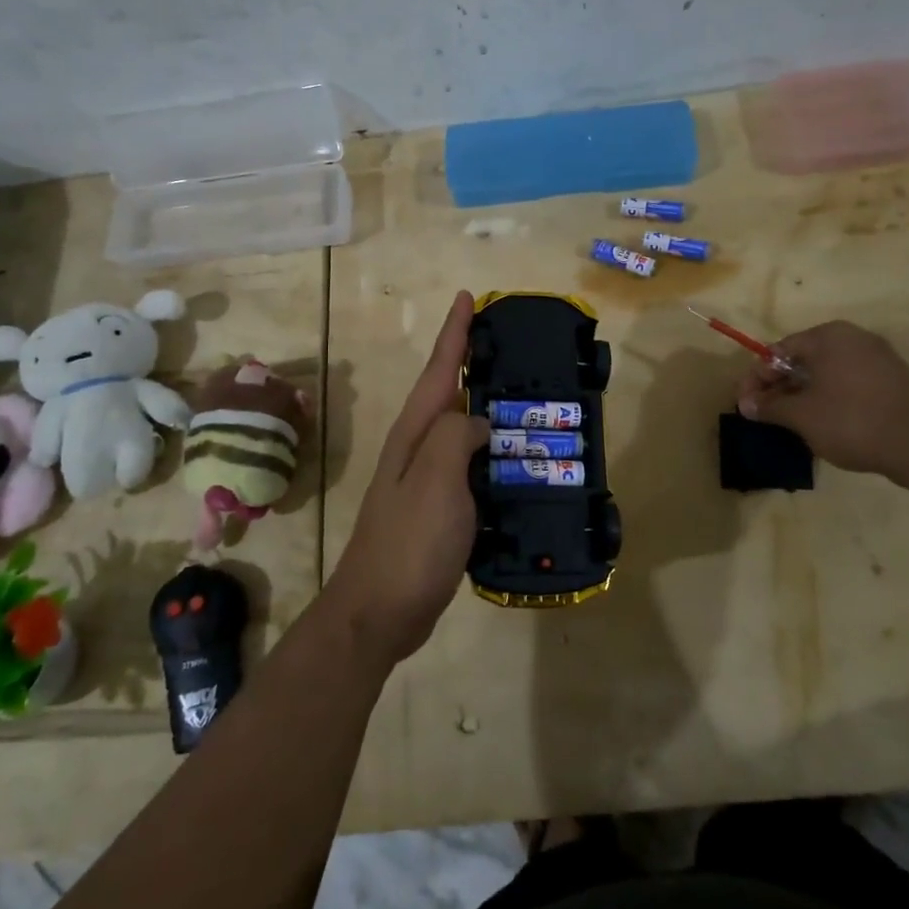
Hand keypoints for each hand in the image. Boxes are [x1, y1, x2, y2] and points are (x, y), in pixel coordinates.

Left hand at [326, 292, 490, 664]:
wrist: (380, 611)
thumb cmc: (409, 541)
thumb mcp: (434, 478)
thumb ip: (455, 434)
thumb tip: (477, 419)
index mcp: (414, 433)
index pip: (439, 369)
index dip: (454, 332)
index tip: (468, 297)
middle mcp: (417, 449)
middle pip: (449, 395)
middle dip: (475, 366)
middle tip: (515, 348)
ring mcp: (427, 481)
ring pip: (462, 432)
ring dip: (488, 412)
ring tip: (528, 401)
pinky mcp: (440, 510)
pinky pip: (471, 468)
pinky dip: (493, 456)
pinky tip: (517, 462)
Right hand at [737, 320, 908, 477]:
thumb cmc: (852, 420)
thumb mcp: (801, 416)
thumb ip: (770, 407)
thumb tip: (746, 405)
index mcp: (827, 337)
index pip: (778, 351)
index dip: (756, 379)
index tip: (745, 405)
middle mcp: (852, 338)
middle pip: (802, 360)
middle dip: (779, 387)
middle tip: (764, 414)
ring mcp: (877, 358)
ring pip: (826, 372)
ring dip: (802, 394)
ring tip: (790, 421)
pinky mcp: (893, 379)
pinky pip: (848, 382)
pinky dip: (829, 397)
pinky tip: (823, 422)